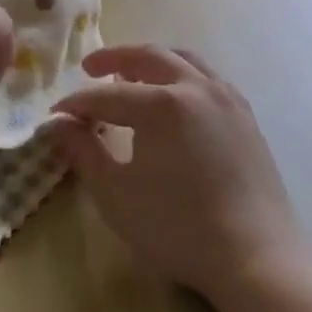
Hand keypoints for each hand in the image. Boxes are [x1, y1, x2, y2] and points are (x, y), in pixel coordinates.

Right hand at [53, 45, 305, 303]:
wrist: (255, 255)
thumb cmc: (178, 228)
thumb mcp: (117, 195)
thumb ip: (84, 153)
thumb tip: (59, 124)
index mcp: (162, 104)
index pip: (107, 95)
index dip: (78, 104)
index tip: (56, 114)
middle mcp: (195, 87)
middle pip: (149, 56)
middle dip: (114, 58)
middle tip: (90, 68)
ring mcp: (226, 97)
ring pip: (183, 60)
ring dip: (152, 60)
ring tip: (131, 75)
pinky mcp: (245, 114)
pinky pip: (207, 78)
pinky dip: (182, 74)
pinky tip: (175, 99)